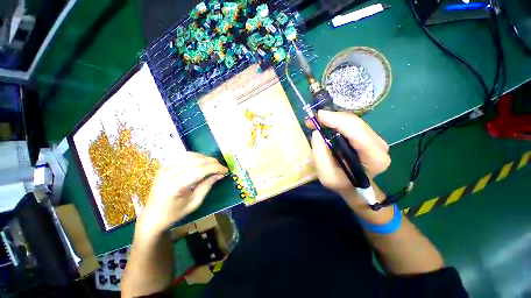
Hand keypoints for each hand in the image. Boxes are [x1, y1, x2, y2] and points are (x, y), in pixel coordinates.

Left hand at [136, 152, 227, 235]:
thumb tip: (220, 174)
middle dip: (213, 163)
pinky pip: (184, 156)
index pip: (200, 170)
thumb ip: (207, 185)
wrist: (153, 215)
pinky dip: (197, 157)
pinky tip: (203, 162)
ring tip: (214, 165)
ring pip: (191, 155)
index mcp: (175, 185)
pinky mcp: (165, 165)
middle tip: (222, 168)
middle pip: (196, 161)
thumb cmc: (175, 213)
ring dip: (206, 158)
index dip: (216, 168)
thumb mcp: (195, 202)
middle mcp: (169, 173)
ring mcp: (165, 167)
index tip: (226, 170)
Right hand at [307, 110, 390, 197]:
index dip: (337, 121)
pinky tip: (326, 123)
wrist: (354, 187)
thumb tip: (317, 133)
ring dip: (333, 119)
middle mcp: (380, 146)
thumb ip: (320, 155)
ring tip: (316, 122)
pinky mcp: (368, 136)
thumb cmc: (341, 183)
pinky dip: (337, 121)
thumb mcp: (326, 176)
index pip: (357, 132)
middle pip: (356, 123)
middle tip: (313, 119)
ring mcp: (376, 139)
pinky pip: (352, 124)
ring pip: (353, 121)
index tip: (318, 115)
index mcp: (374, 158)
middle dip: (333, 117)